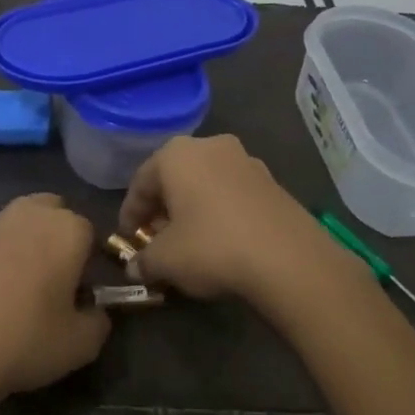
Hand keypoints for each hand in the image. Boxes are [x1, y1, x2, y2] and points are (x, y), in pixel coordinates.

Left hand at [0, 194, 110, 414]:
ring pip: (17, 227)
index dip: (91, 266)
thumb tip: (94, 311)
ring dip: (24, 248)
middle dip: (58, 239)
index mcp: (67, 229)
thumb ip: (99, 321)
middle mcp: (28, 214)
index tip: (83, 296)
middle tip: (54, 282)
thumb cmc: (25, 340)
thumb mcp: (82, 344)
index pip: (92, 235)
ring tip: (17, 294)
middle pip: (53, 214)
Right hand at [118, 135, 339, 305]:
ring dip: (191, 210)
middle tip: (155, 240)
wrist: (288, 258)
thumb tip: (134, 268)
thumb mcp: (164, 260)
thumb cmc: (211, 247)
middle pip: (174, 178)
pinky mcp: (273, 182)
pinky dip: (219, 213)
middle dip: (162, 209)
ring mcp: (246, 161)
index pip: (140, 182)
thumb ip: (143, 261)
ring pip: (205, 184)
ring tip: (187, 243)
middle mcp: (211, 146)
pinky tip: (219, 241)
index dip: (129, 214)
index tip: (127, 239)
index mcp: (176, 154)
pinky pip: (232, 194)